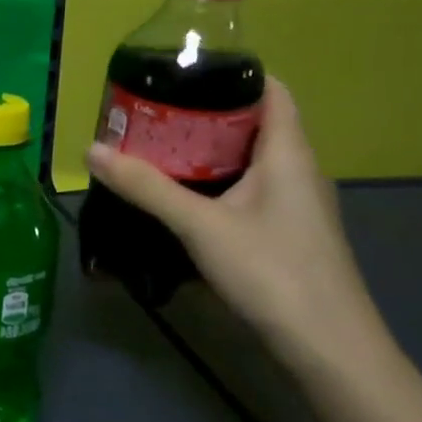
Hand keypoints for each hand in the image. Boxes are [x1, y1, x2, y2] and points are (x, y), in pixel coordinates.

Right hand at [85, 76, 393, 366]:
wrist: (329, 350)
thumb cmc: (273, 273)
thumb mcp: (200, 226)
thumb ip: (147, 187)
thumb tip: (92, 150)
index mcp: (289, 153)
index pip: (271, 90)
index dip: (233, 73)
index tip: (182, 71)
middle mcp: (297, 170)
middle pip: (254, 123)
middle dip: (204, 112)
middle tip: (152, 110)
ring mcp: (294, 205)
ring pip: (249, 160)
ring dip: (207, 150)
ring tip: (157, 146)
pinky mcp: (286, 233)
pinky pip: (249, 189)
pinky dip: (215, 181)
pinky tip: (182, 196)